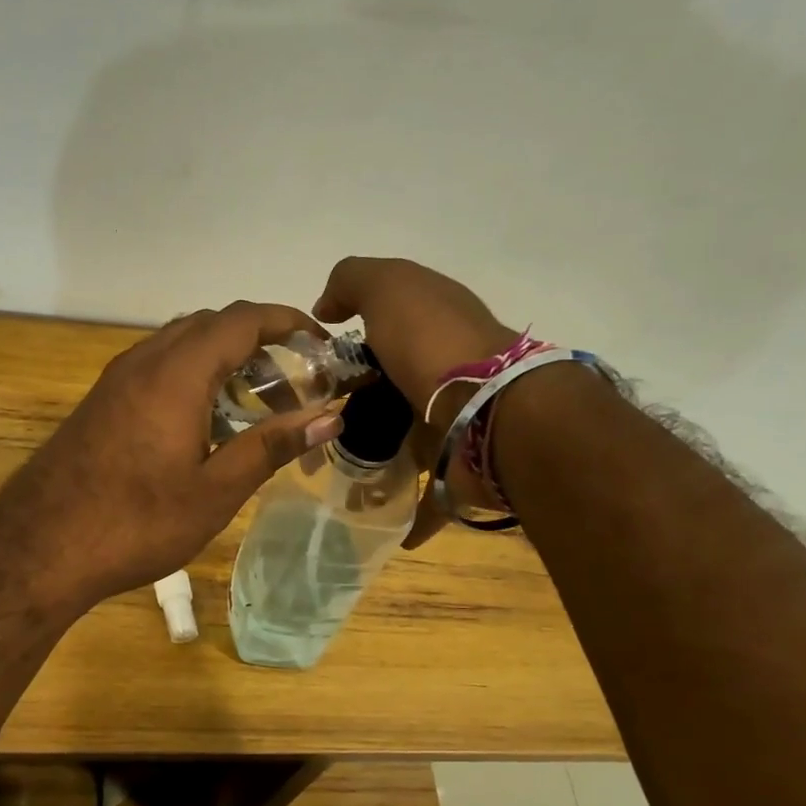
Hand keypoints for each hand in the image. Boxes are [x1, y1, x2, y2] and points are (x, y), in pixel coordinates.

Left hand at [0, 302, 344, 611]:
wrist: (39, 548)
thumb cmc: (136, 523)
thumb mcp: (215, 491)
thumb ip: (271, 446)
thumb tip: (329, 417)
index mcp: (176, 373)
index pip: (241, 319)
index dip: (287, 321)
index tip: (321, 344)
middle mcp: (143, 361)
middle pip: (210, 325)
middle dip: (259, 341)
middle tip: (294, 382)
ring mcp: (116, 380)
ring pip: (180, 344)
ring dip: (223, 359)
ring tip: (257, 403)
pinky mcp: (101, 401)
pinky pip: (157, 367)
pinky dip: (193, 376)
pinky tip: (205, 422)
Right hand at [313, 257, 518, 546]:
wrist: (494, 411)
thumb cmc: (435, 344)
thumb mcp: (389, 287)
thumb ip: (352, 281)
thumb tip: (325, 306)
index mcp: (432, 323)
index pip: (384, 327)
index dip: (347, 342)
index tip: (311, 369)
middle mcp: (446, 369)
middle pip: (389, 386)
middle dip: (354, 406)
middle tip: (312, 427)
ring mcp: (455, 419)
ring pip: (405, 440)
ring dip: (375, 458)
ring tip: (333, 477)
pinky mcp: (460, 467)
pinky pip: (430, 494)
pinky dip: (410, 512)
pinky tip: (382, 524)